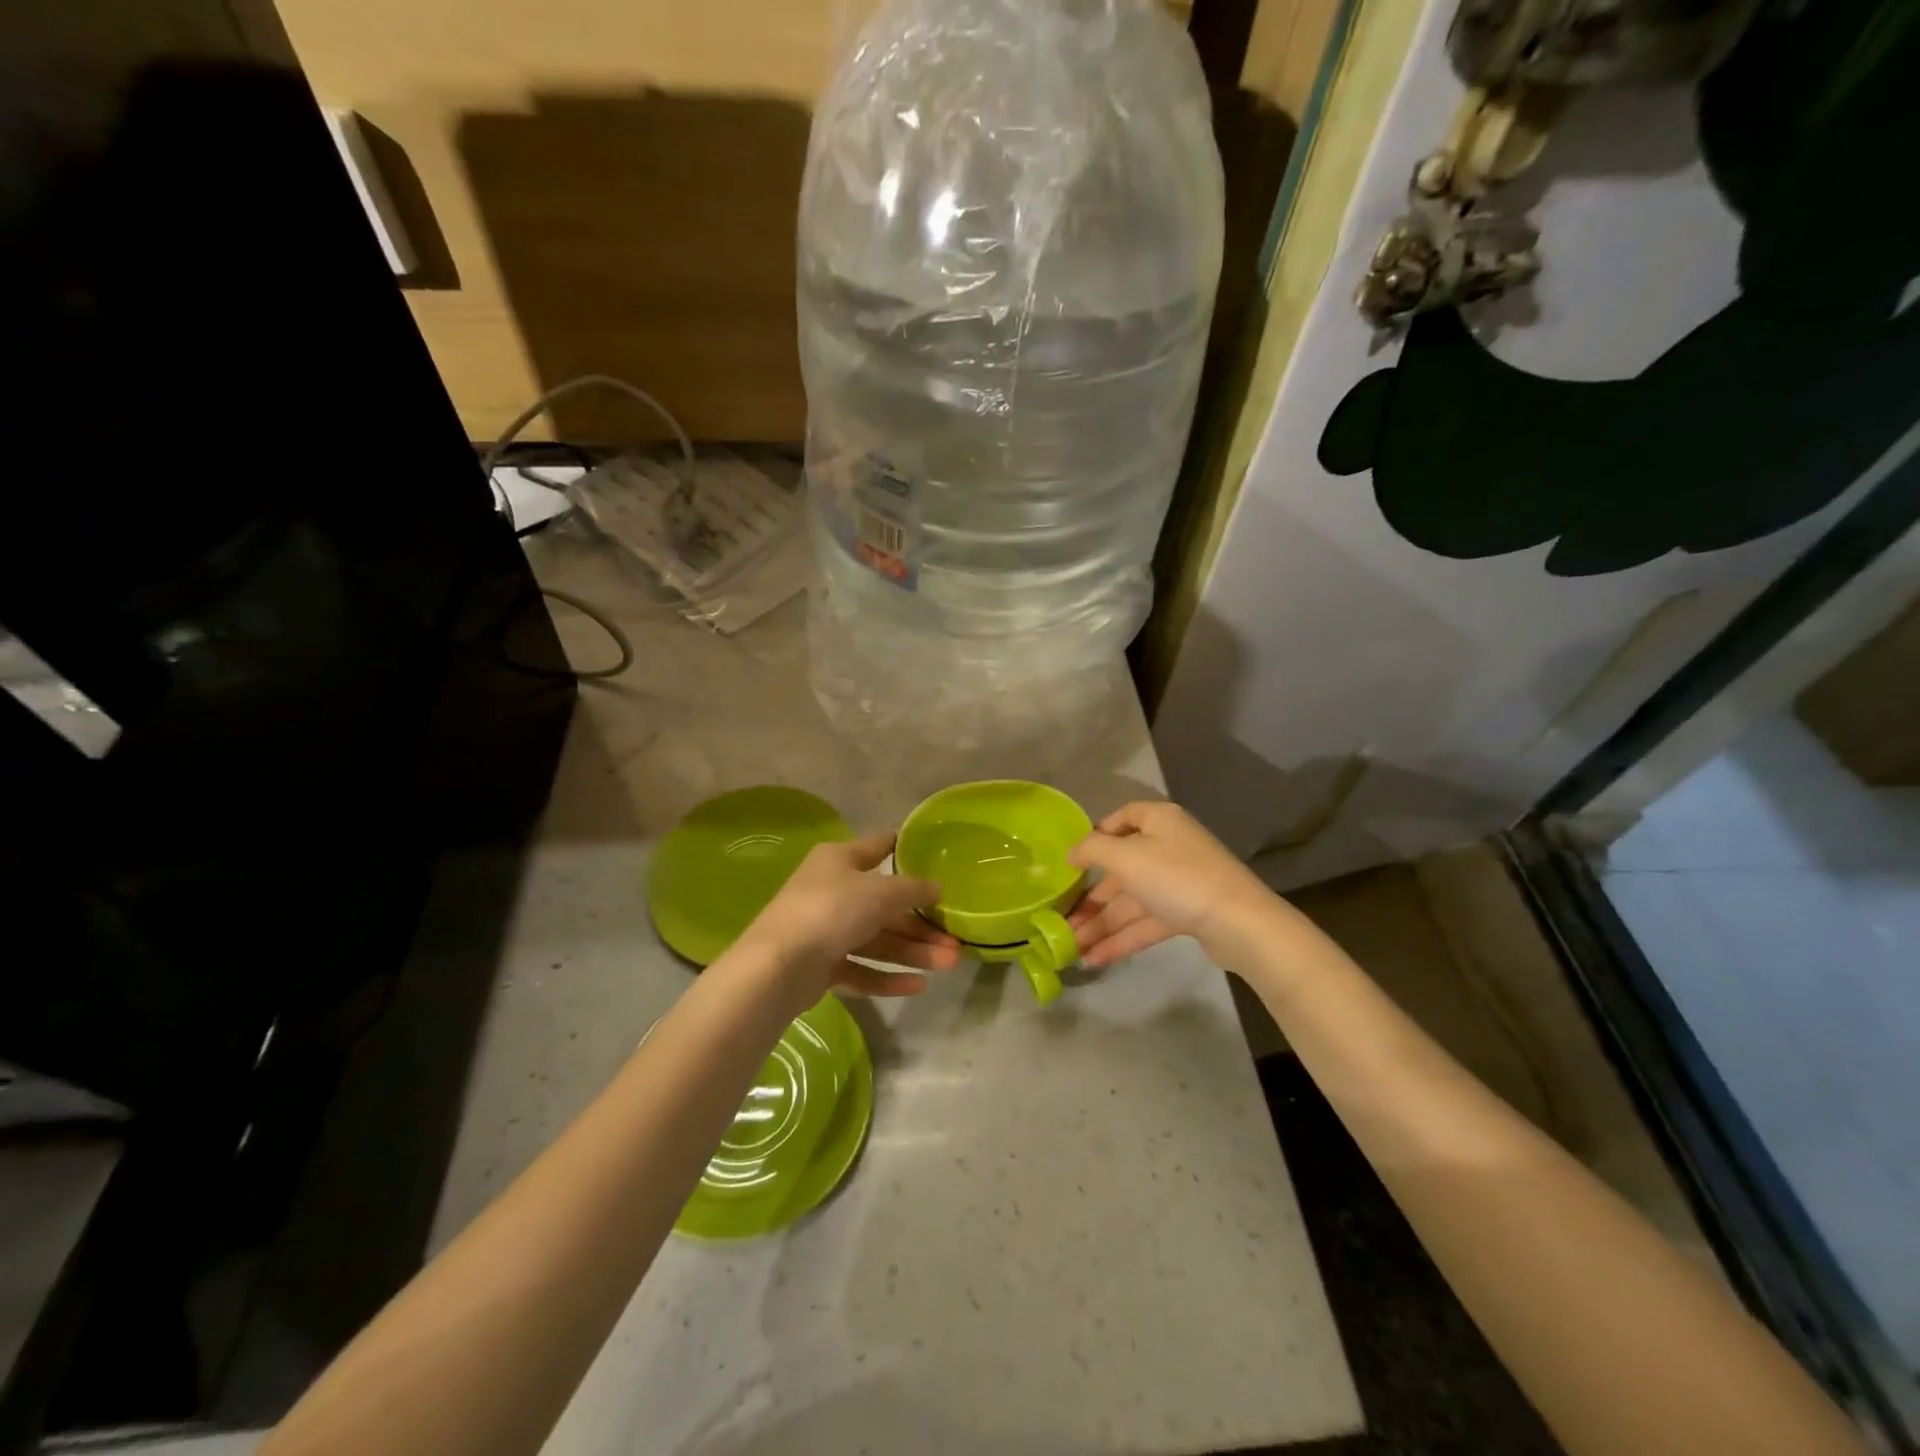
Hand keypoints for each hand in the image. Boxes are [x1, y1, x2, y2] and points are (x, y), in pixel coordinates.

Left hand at [736, 830, 960, 1009]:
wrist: (777, 967)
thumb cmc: (831, 911)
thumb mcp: (879, 892)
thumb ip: (912, 889)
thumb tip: (937, 888)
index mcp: (839, 859)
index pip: (878, 846)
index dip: (905, 849)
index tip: (935, 856)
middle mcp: (832, 889)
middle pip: (884, 904)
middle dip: (921, 923)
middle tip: (955, 939)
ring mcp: (825, 929)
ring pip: (877, 939)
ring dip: (912, 951)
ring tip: (949, 964)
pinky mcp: (820, 965)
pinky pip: (861, 967)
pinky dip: (887, 976)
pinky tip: (918, 986)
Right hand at [1067, 801, 1275, 967]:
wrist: (1238, 923)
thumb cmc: (1176, 877)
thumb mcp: (1126, 857)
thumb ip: (1092, 850)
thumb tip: (1071, 852)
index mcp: (1159, 822)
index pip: (1123, 817)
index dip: (1097, 835)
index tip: (1074, 859)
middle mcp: (1169, 847)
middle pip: (1122, 867)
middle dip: (1091, 896)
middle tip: (1062, 917)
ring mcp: (1179, 882)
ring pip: (1132, 900)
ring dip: (1101, 923)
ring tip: (1070, 946)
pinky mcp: (1187, 913)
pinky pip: (1146, 922)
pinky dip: (1121, 939)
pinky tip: (1094, 958)